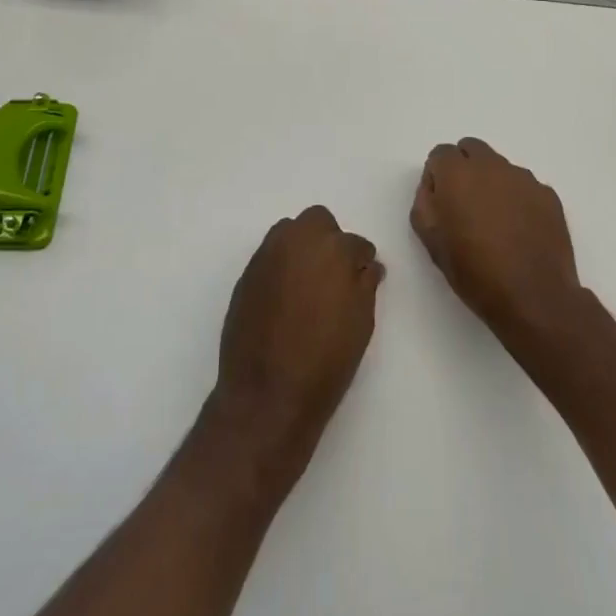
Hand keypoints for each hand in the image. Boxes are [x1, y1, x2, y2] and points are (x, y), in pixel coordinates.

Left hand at [211, 206, 382, 464]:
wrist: (267, 395)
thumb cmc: (325, 361)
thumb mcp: (360, 323)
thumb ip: (365, 285)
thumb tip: (367, 266)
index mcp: (333, 249)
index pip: (355, 243)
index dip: (361, 260)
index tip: (363, 276)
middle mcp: (297, 240)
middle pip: (318, 221)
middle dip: (329, 240)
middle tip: (335, 275)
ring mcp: (267, 254)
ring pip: (289, 232)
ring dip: (302, 247)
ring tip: (308, 284)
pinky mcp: (247, 273)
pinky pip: (270, 256)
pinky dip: (281, 267)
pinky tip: (286, 298)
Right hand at [411, 138, 582, 350]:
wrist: (534, 298)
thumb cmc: (475, 272)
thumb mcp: (431, 241)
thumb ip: (425, 202)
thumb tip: (434, 186)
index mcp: (457, 173)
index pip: (441, 153)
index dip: (438, 176)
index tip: (442, 203)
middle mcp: (490, 165)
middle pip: (471, 149)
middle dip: (464, 168)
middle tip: (465, 205)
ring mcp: (523, 178)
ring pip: (499, 167)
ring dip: (492, 183)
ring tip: (496, 223)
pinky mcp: (547, 194)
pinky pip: (524, 186)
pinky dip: (517, 199)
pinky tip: (519, 231)